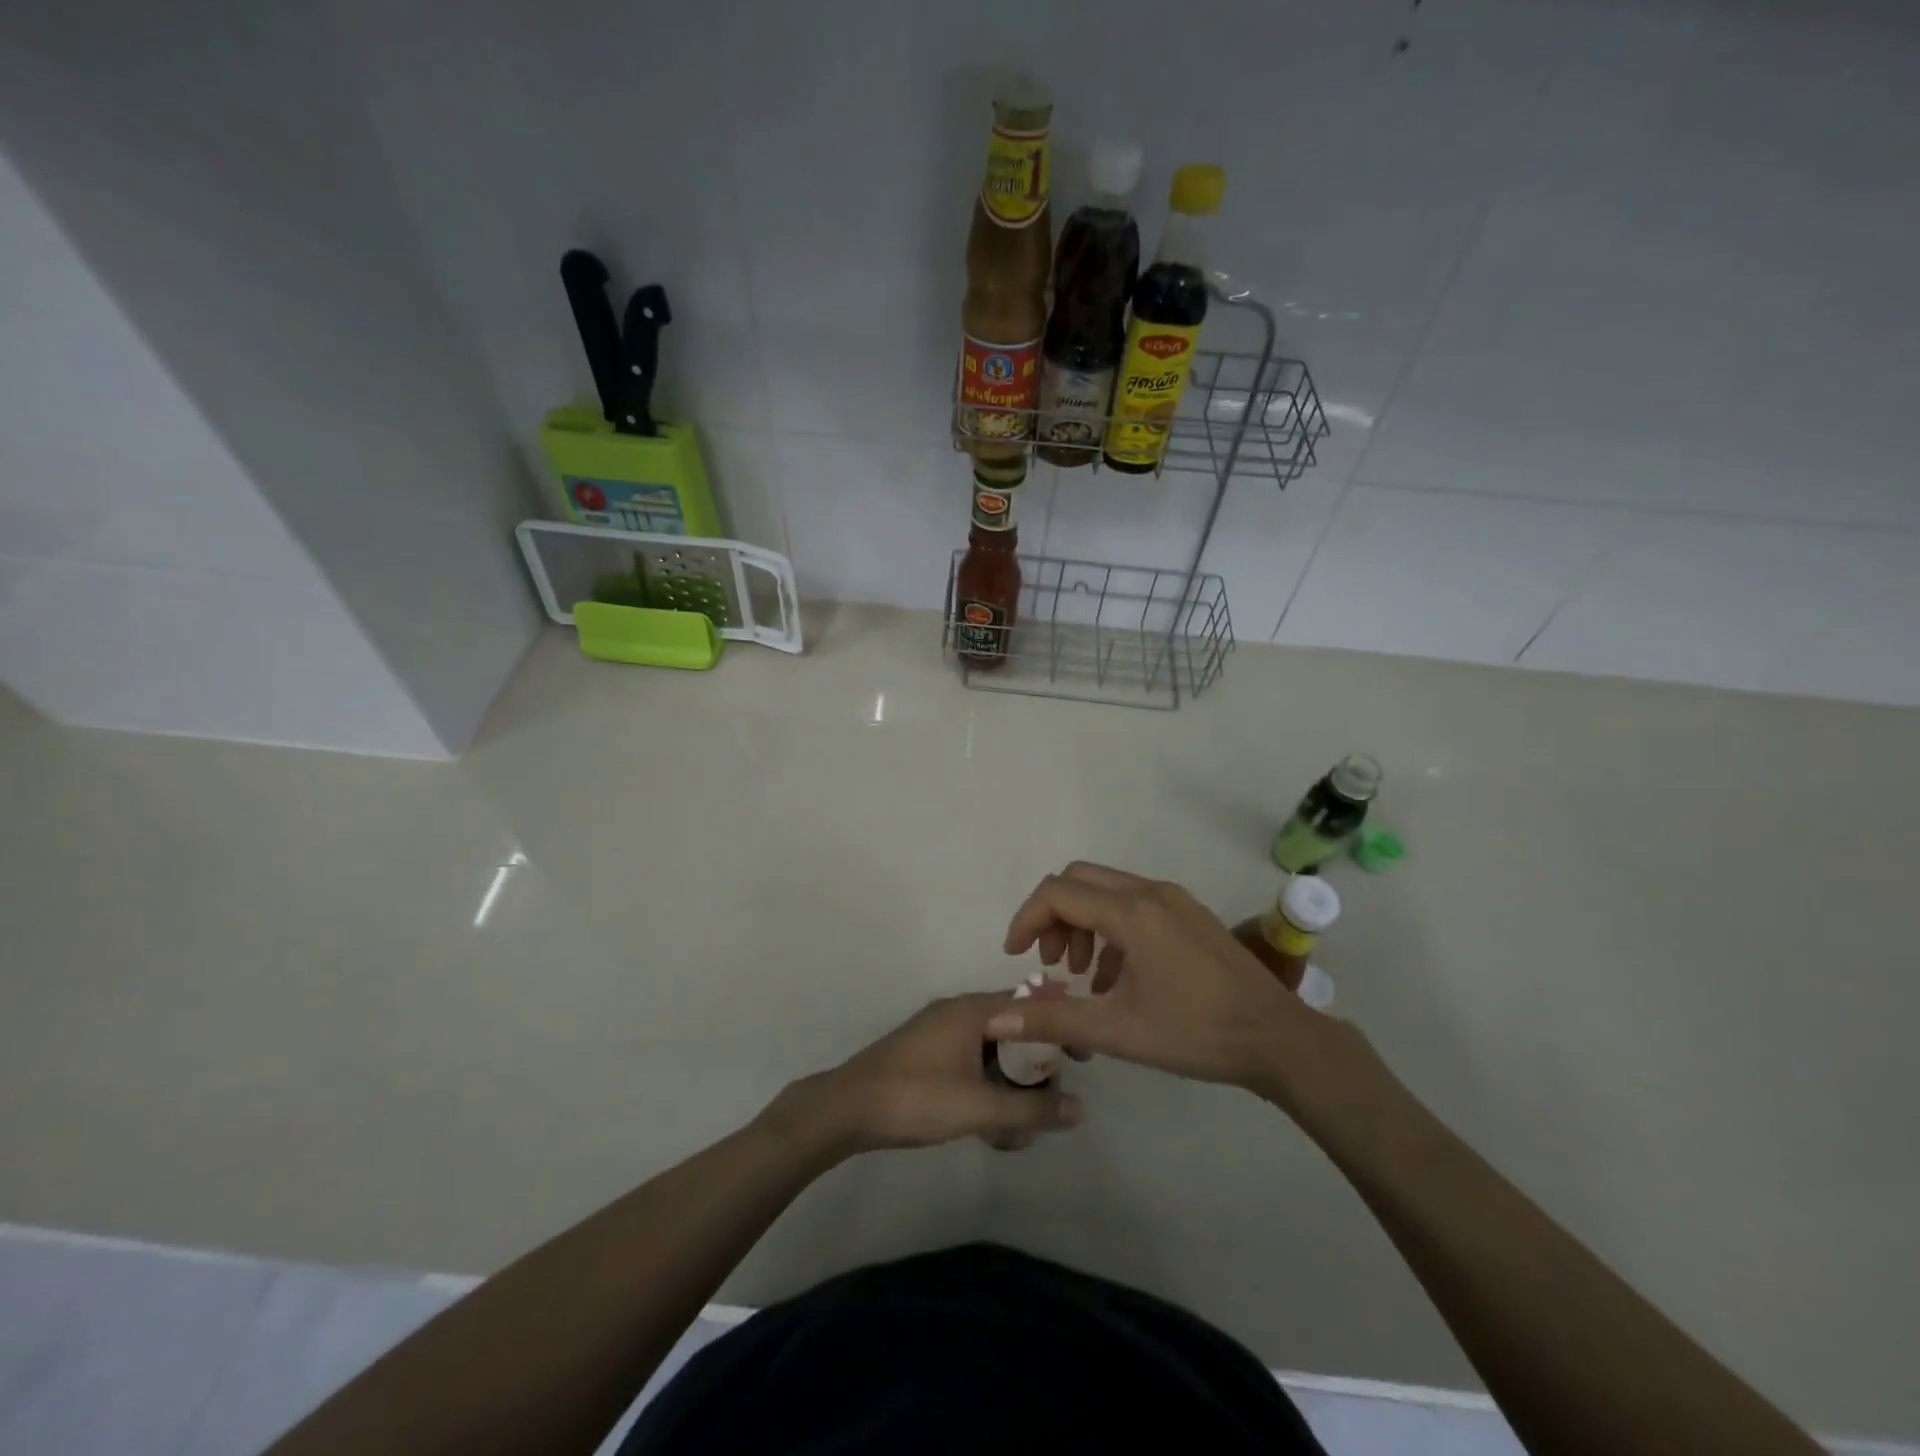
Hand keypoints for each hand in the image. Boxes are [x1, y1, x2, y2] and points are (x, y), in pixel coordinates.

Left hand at [783, 994, 1082, 1155]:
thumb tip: (1081, 1109)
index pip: (1030, 1005)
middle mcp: (958, 1013)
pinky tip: (991, 1129)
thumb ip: (1032, 1108)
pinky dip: (987, 1089)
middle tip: (1049, 1103)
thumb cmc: (917, 1098)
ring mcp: (940, 1034)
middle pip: (1013, 1030)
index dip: (1059, 1028)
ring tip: (1019, 1128)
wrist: (847, 1109)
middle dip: (1035, 1068)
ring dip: (1010, 1086)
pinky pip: (971, 1063)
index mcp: (972, 1010)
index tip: (1083, 1058)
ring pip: (991, 1052)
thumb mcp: (980, 1107)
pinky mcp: (927, 1056)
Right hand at [986, 862, 1369, 1120]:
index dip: (1026, 920)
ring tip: (1082, 975)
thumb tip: (993, 1021)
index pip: (1057, 893)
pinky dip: (1110, 929)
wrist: (1279, 1039)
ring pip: (1107, 890)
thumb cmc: (1195, 1033)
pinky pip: (1134, 904)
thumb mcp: (1116, 1031)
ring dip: (1082, 922)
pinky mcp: (1190, 913)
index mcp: (1132, 912)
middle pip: (1079, 881)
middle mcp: (1151, 892)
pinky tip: (1118, 977)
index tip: (1016, 956)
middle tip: (1050, 963)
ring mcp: (1174, 899)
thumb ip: (1051, 1019)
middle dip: (1053, 916)